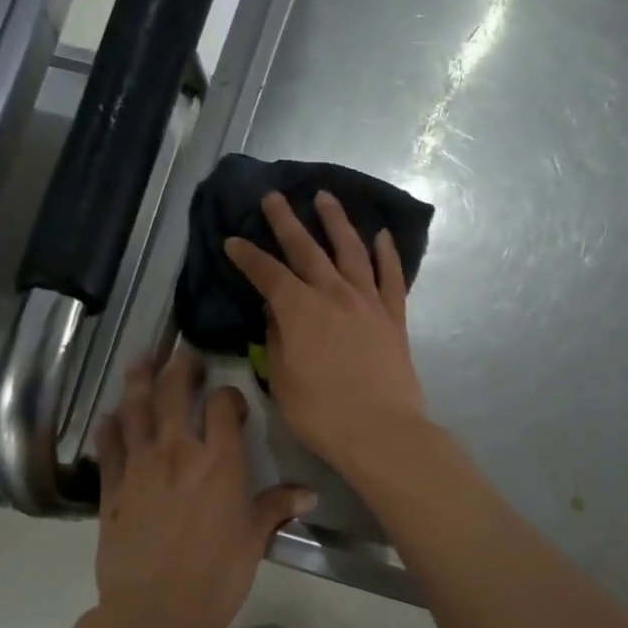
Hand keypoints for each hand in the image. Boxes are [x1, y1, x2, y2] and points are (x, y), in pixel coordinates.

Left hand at [90, 351, 313, 627]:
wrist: (156, 610)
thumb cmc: (216, 574)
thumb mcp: (254, 538)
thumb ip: (277, 506)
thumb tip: (309, 494)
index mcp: (219, 459)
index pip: (222, 406)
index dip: (228, 396)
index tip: (231, 403)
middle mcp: (176, 450)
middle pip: (173, 393)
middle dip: (179, 369)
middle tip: (182, 356)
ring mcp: (139, 466)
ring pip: (135, 410)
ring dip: (138, 383)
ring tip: (140, 364)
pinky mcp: (111, 488)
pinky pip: (109, 447)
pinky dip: (109, 428)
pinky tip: (110, 419)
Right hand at [224, 190, 427, 476]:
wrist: (381, 431)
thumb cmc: (321, 413)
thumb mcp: (282, 381)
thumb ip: (276, 340)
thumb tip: (275, 313)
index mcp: (299, 310)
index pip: (267, 274)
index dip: (248, 256)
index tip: (233, 241)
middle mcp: (333, 295)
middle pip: (307, 249)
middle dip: (286, 221)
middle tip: (274, 196)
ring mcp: (368, 302)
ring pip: (351, 251)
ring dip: (337, 221)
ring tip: (326, 197)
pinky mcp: (394, 317)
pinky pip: (392, 277)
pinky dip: (387, 253)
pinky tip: (382, 236)